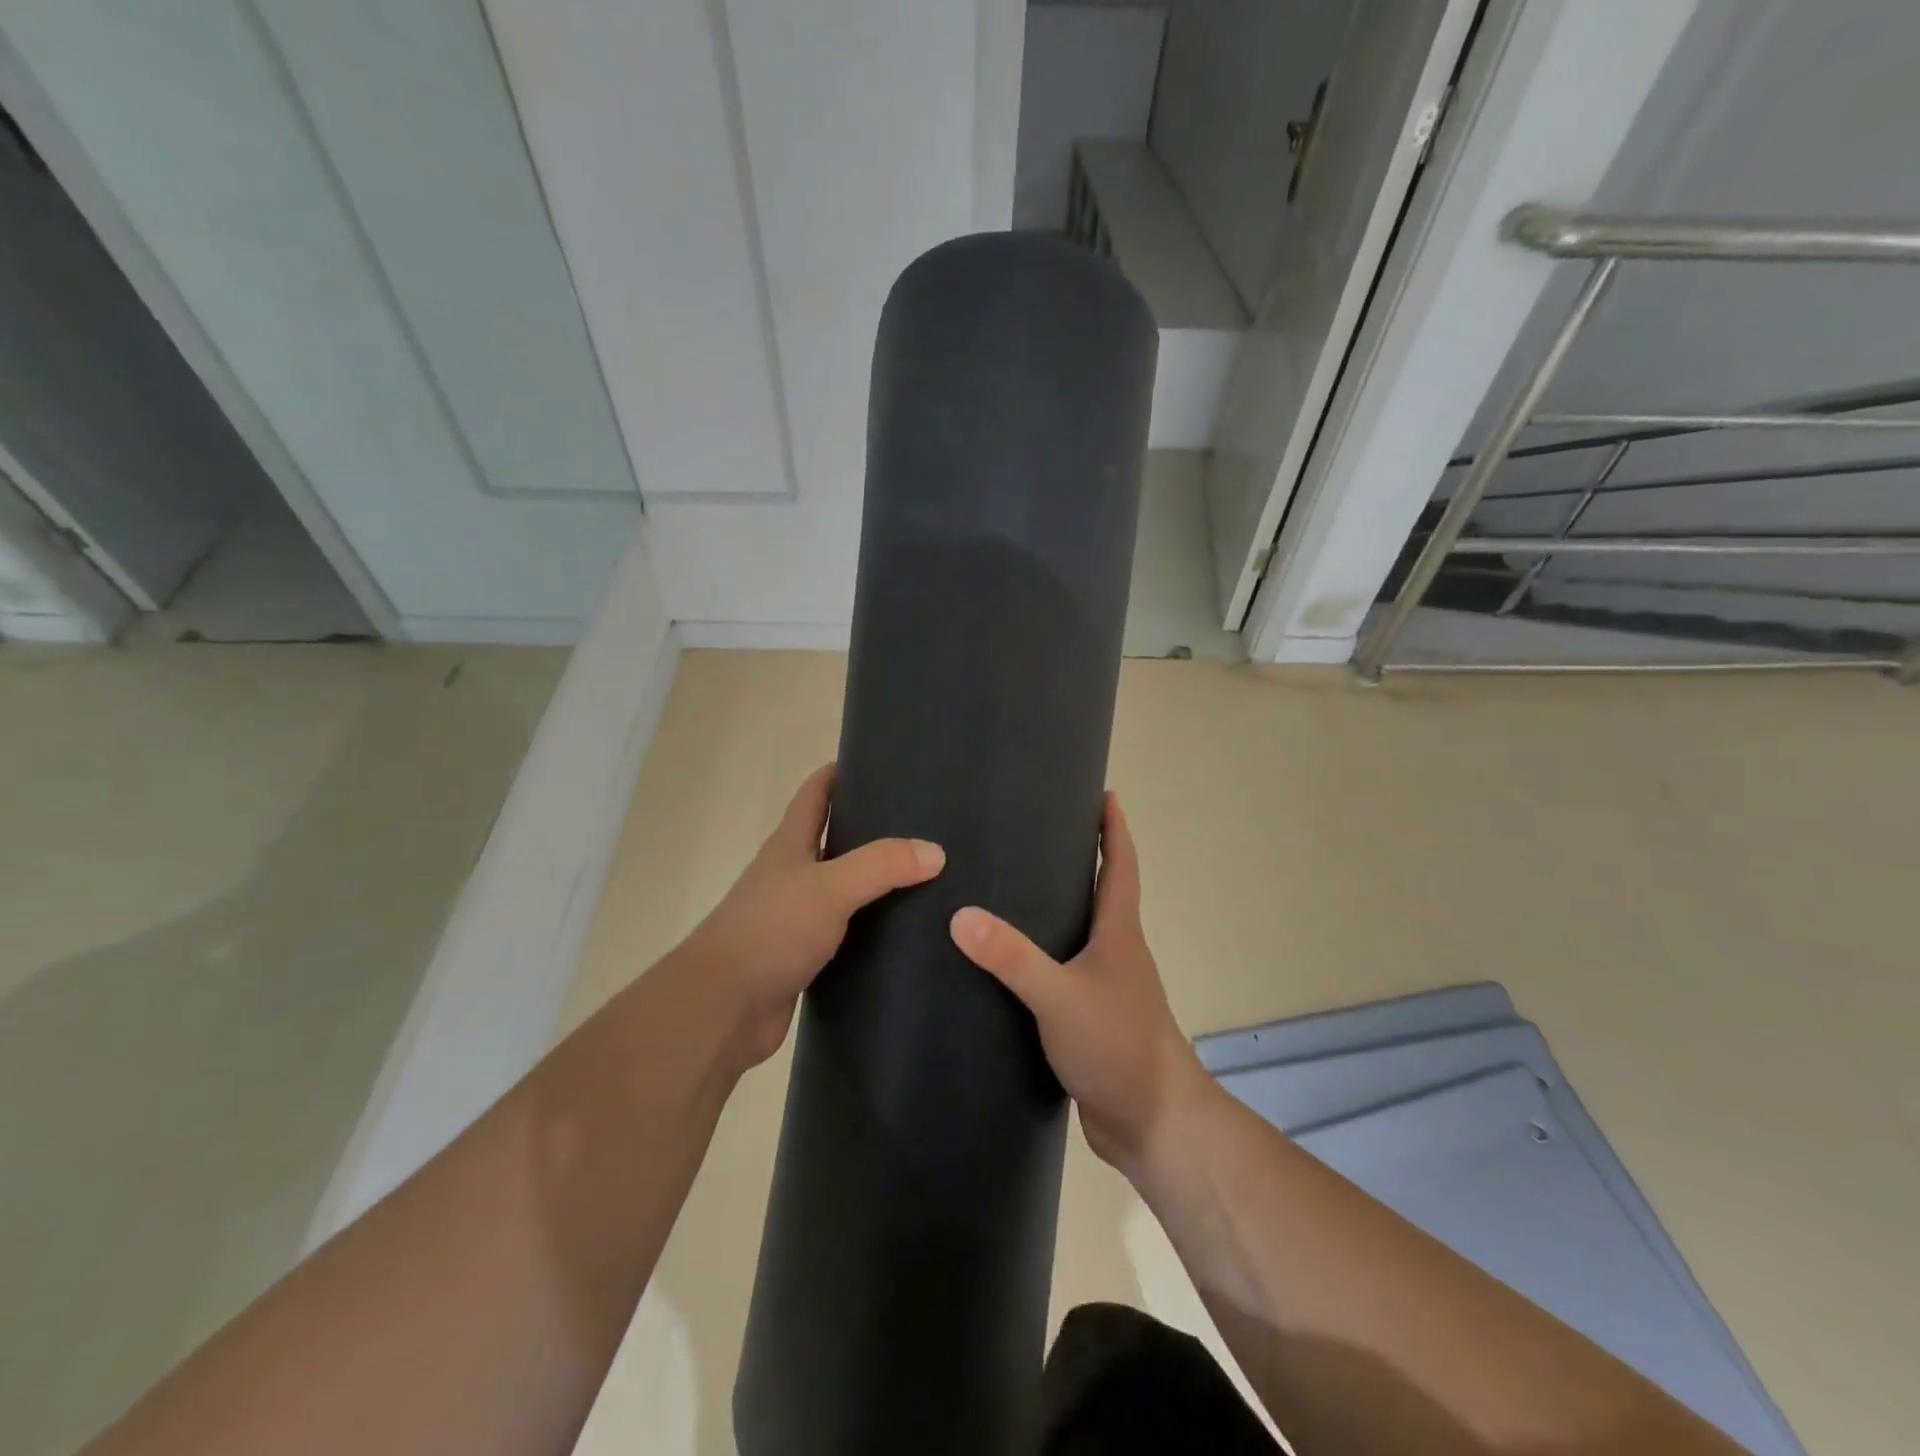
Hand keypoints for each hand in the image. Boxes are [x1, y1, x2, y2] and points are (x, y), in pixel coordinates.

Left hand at [686, 763, 943, 1069]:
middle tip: (923, 823)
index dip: (841, 772)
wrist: (723, 1008)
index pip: (815, 793)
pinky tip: (906, 932)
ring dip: (877, 881)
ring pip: (844, 888)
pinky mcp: (805, 957)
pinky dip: (873, 928)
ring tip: (927, 875)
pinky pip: (847, 932)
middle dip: (872, 827)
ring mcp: (797, 917)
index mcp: (790, 845)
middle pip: (834, 838)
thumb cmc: (770, 931)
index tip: (882, 763)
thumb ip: (881, 865)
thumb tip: (935, 851)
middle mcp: (792, 875)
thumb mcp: (830, 888)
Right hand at [948, 793, 1209, 1175]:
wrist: (1153, 1124)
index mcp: (1119, 933)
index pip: (1121, 865)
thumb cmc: (1119, 1045)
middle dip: (1078, 860)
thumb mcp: (1060, 996)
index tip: (1104, 794)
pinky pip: (1062, 974)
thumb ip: (1012, 958)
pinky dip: (1042, 958)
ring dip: (1056, 910)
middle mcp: (1116, 952)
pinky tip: (1006, 964)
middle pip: (1100, 893)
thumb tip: (961, 915)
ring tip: (1009, 890)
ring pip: (1079, 935)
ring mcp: (1105, 988)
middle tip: (1034, 834)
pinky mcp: (1089, 1020)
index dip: (1115, 828)